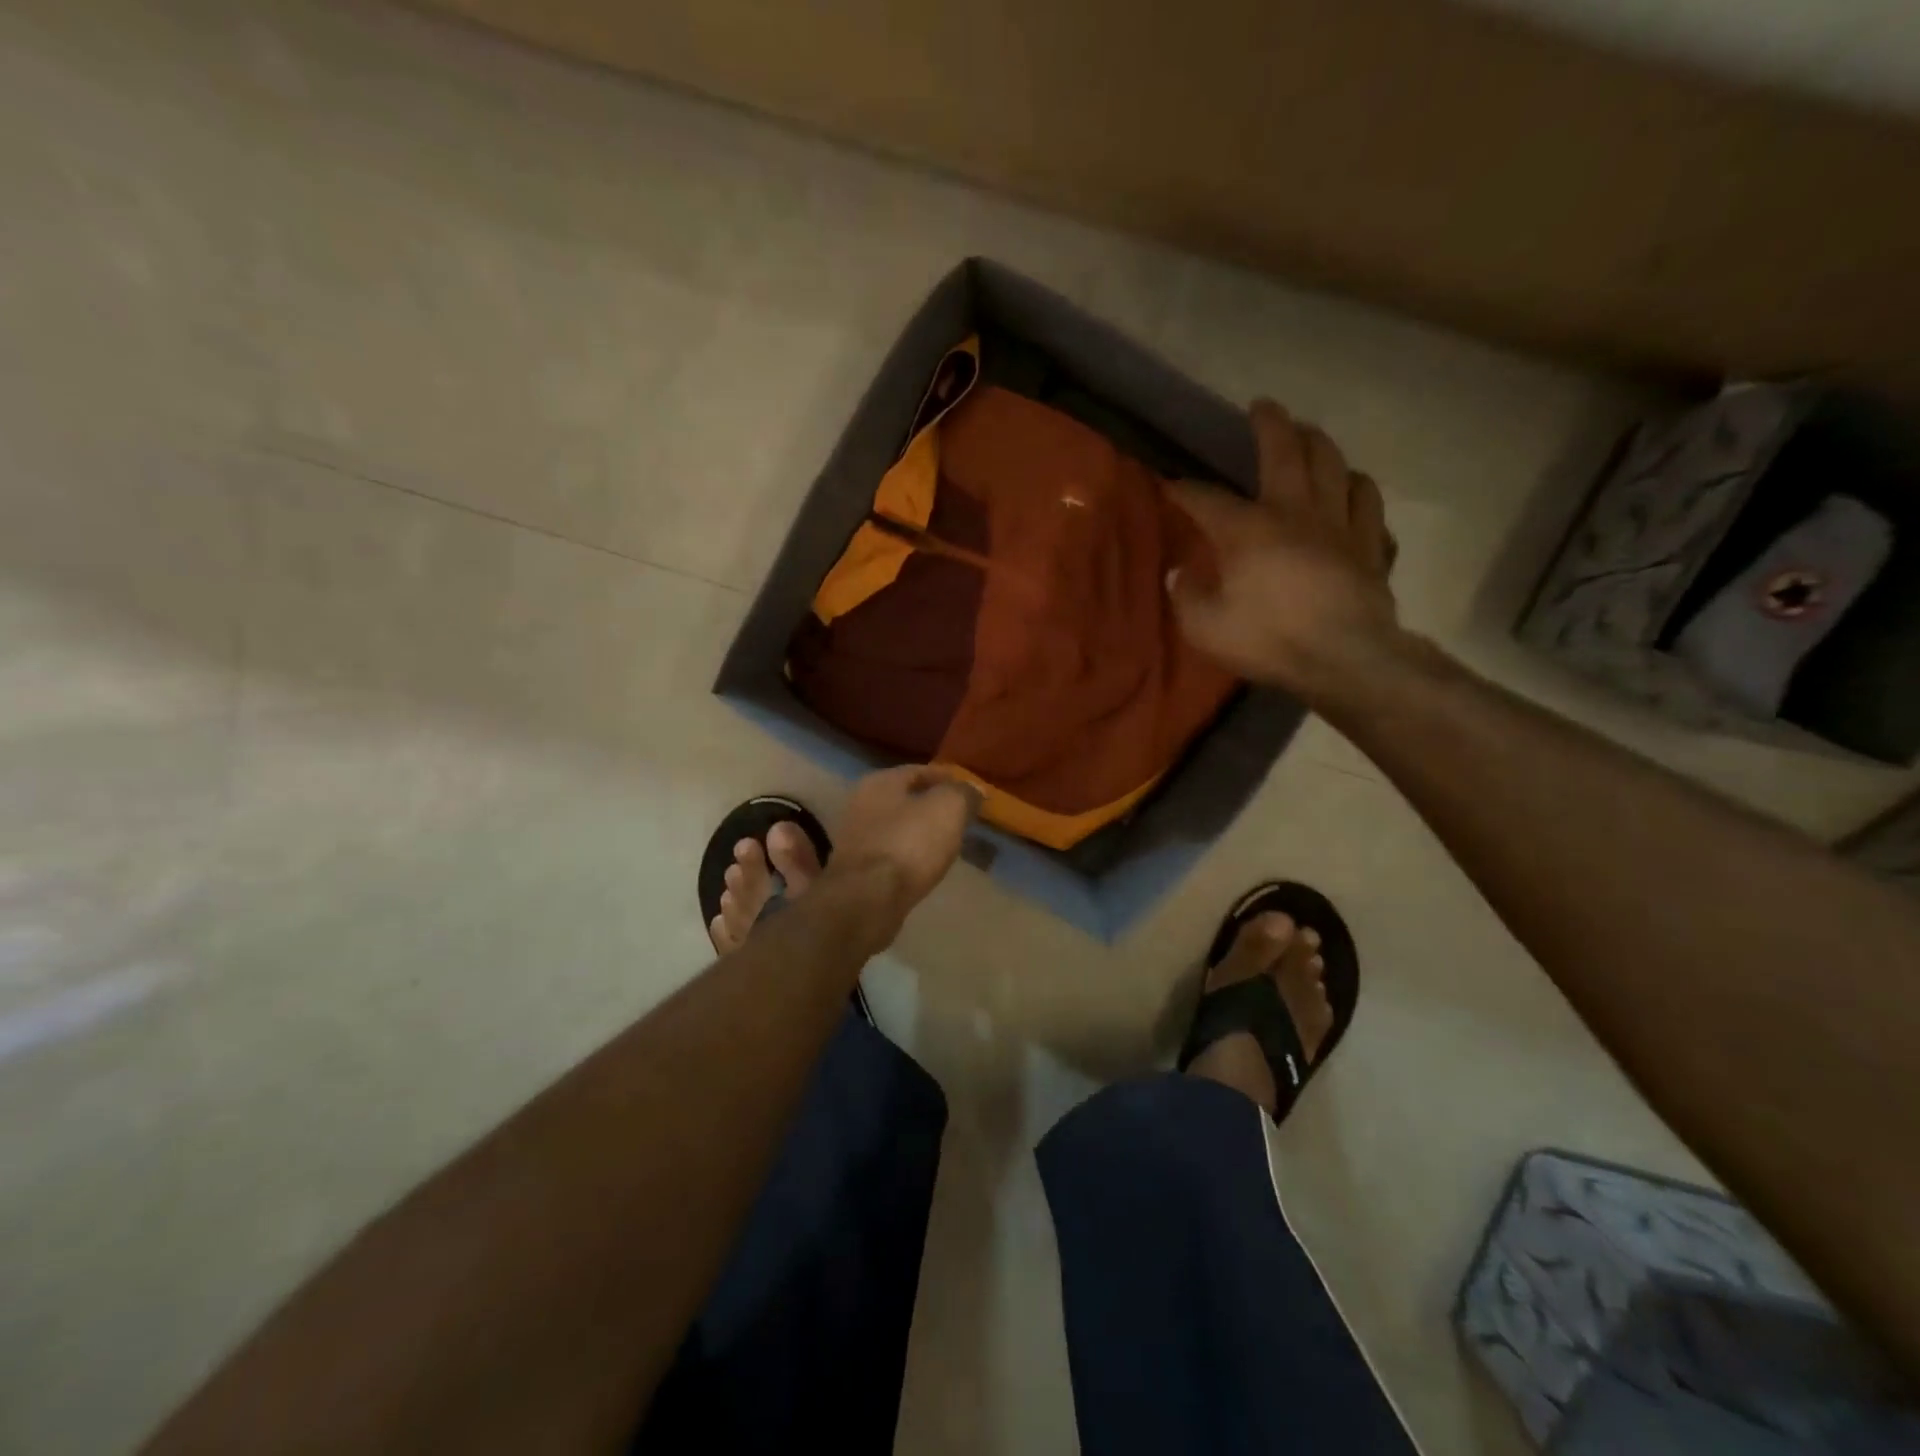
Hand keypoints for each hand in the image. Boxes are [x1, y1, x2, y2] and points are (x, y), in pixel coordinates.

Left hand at [823, 765, 979, 951]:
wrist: (867, 900)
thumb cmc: (909, 844)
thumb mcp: (948, 809)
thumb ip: (962, 793)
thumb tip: (972, 788)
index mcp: (879, 782)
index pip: (918, 771)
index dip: (946, 778)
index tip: (969, 790)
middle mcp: (861, 804)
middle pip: (905, 799)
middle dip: (932, 806)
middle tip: (960, 817)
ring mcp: (855, 839)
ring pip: (897, 828)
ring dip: (920, 833)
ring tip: (947, 842)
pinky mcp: (856, 871)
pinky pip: (891, 854)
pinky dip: (909, 856)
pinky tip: (926, 866)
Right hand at [1167, 400, 1404, 704]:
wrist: (1346, 658)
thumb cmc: (1269, 640)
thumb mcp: (1206, 628)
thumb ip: (1187, 596)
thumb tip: (1180, 574)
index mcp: (1248, 530)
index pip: (1207, 499)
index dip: (1185, 489)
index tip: (1169, 483)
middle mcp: (1295, 512)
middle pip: (1286, 452)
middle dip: (1270, 425)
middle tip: (1263, 407)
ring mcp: (1340, 525)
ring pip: (1335, 465)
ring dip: (1320, 445)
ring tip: (1310, 437)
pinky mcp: (1370, 545)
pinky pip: (1369, 504)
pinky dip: (1358, 489)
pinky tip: (1353, 488)